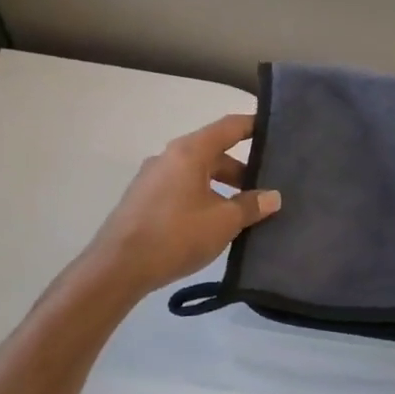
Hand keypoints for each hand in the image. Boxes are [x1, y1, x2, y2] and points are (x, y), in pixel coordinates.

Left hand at [83, 115, 281, 296]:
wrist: (118, 267)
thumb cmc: (176, 235)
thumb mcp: (223, 222)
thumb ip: (251, 205)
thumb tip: (273, 196)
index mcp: (189, 152)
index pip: (228, 127)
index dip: (253, 126)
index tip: (275, 130)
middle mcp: (169, 157)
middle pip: (213, 152)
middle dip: (242, 169)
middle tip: (267, 187)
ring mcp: (153, 178)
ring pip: (197, 173)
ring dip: (223, 187)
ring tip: (245, 210)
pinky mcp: (144, 200)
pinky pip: (182, 189)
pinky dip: (204, 197)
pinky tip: (215, 223)